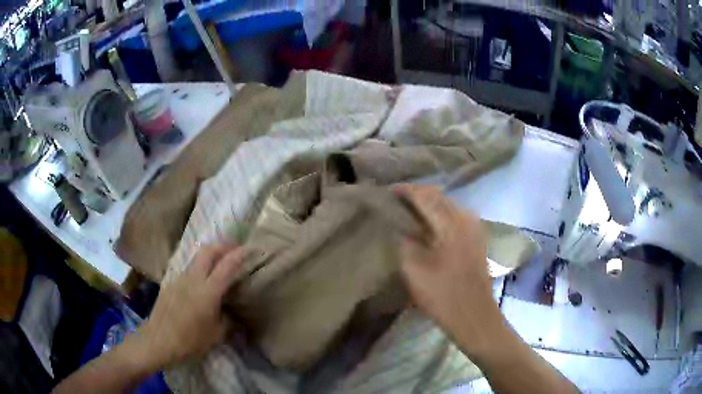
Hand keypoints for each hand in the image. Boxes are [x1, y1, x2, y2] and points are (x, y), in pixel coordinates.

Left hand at [138, 245, 245, 367]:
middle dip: (223, 247)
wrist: (158, 341)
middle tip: (235, 251)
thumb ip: (228, 320)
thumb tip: (232, 313)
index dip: (240, 254)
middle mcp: (193, 279)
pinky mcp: (170, 283)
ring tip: (219, 265)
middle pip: (208, 251)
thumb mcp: (216, 335)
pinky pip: (188, 270)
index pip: (227, 265)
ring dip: (210, 256)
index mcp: (208, 291)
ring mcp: (179, 279)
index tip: (251, 249)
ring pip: (196, 258)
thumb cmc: (190, 341)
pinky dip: (199, 269)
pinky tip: (201, 284)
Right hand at [395, 185, 505, 356]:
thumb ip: (405, 242)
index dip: (406, 191)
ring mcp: (475, 228)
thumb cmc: (442, 295)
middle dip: (418, 194)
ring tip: (411, 210)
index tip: (388, 191)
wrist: (474, 315)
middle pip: (440, 196)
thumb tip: (402, 227)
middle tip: (398, 200)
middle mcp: (466, 219)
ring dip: (431, 203)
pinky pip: (457, 216)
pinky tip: (430, 224)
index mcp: (450, 224)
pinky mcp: (477, 238)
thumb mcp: (414, 270)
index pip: (426, 197)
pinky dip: (441, 214)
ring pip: (450, 205)